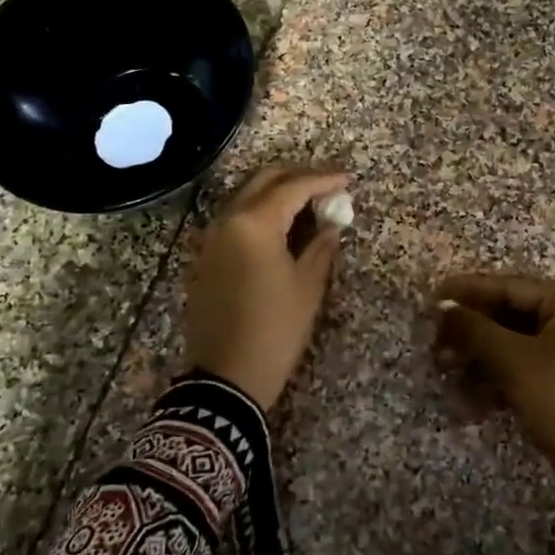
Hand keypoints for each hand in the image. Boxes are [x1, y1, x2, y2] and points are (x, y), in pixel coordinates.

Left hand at [184, 165, 349, 409]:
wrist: (226, 376)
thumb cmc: (275, 330)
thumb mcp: (307, 287)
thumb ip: (321, 247)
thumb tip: (330, 225)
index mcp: (254, 224)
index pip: (293, 187)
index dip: (323, 180)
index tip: (348, 179)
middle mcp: (227, 220)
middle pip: (264, 181)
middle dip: (297, 178)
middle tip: (327, 186)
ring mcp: (212, 238)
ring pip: (246, 198)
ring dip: (277, 194)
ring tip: (309, 205)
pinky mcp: (206, 256)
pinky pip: (235, 219)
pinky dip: (260, 213)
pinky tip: (282, 228)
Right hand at [435, 273, 554, 534]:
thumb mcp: (513, 361)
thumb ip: (474, 328)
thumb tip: (443, 306)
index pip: (509, 287)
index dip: (467, 292)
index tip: (431, 297)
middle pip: (510, 314)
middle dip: (471, 332)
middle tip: (435, 345)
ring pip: (514, 343)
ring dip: (479, 358)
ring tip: (446, 371)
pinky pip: (525, 365)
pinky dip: (498, 376)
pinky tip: (471, 398)